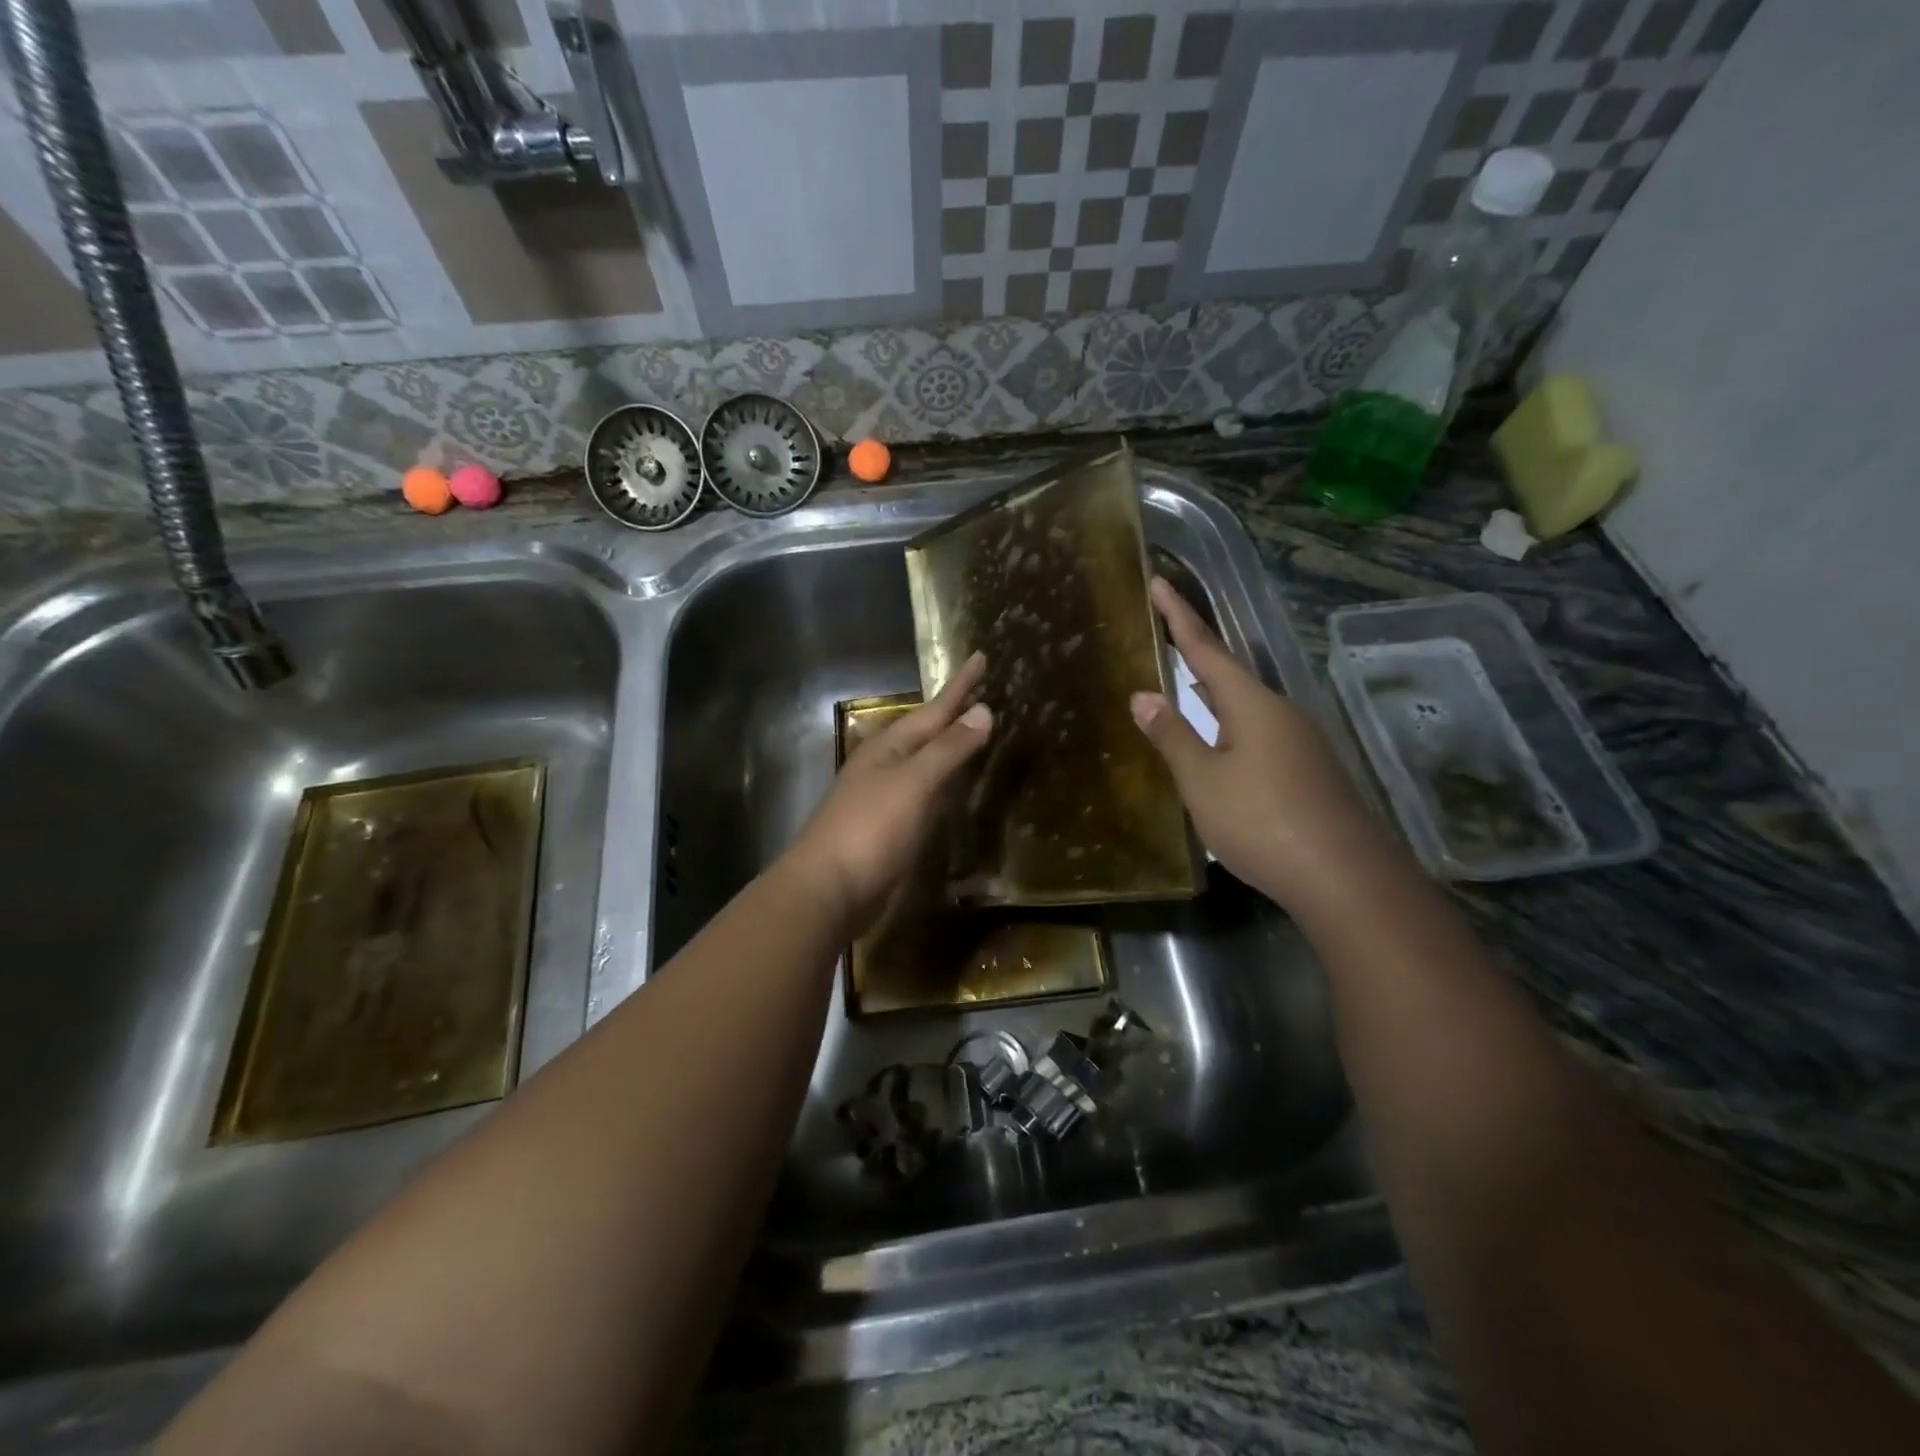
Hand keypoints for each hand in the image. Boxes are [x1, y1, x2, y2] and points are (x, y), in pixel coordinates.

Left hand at [790, 652, 992, 930]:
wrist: (829, 890)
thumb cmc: (871, 829)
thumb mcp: (914, 783)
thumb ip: (948, 749)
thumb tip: (983, 710)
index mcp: (889, 747)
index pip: (934, 709)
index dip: (960, 686)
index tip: (981, 656)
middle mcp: (885, 766)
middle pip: (927, 732)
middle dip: (953, 714)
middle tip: (982, 692)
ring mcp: (885, 798)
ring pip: (925, 763)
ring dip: (948, 747)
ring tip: (973, 731)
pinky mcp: (890, 829)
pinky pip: (925, 795)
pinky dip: (943, 785)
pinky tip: (953, 788)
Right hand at [1130, 577, 1392, 914]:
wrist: (1344, 877)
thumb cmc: (1262, 821)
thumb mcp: (1203, 781)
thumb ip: (1173, 736)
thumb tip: (1143, 695)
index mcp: (1251, 705)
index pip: (1206, 649)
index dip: (1179, 616)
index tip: (1159, 582)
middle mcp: (1281, 713)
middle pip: (1231, 674)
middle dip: (1198, 654)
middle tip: (1167, 635)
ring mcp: (1301, 742)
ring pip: (1247, 707)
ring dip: (1214, 694)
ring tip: (1185, 686)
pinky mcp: (1309, 771)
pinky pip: (1260, 734)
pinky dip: (1231, 727)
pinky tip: (1221, 745)